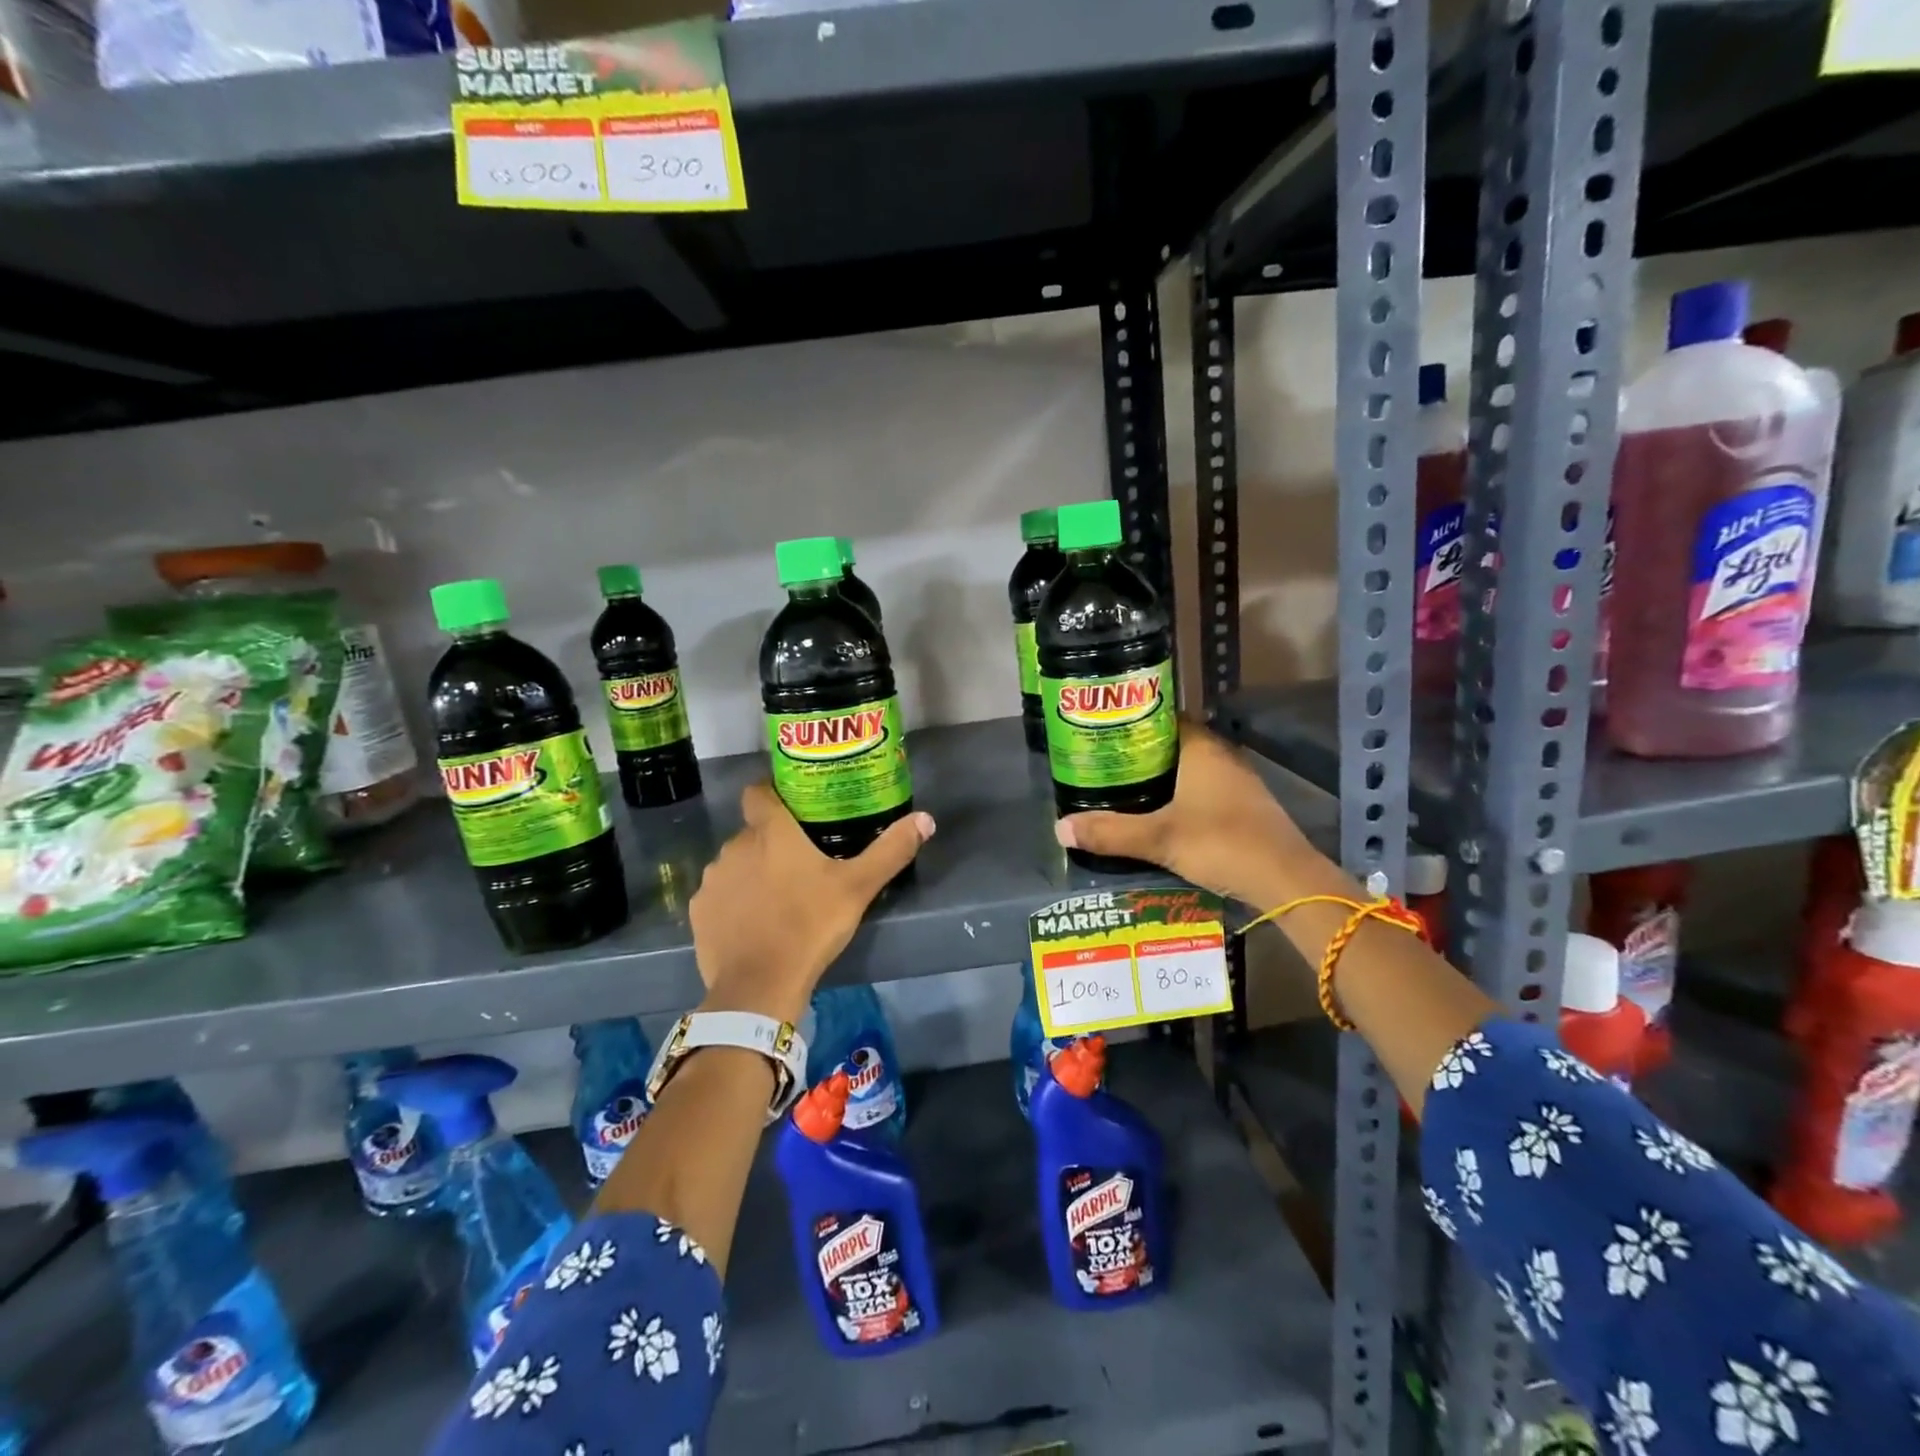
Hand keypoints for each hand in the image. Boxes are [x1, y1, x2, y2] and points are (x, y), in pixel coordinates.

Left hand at [690, 785, 934, 1024]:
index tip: (792, 808)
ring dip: (752, 873)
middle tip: (800, 866)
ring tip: (777, 899)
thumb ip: (891, 850)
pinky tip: (754, 924)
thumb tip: (925, 818)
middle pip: (753, 833)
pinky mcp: (699, 912)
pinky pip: (719, 896)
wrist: (760, 985)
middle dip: (772, 844)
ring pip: (735, 865)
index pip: (758, 792)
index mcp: (771, 832)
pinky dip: (734, 903)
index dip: (771, 794)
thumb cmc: (810, 925)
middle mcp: (734, 846)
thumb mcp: (858, 887)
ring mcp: (713, 880)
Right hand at [1055, 721, 1314, 906]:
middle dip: (1140, 753)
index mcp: (1202, 748)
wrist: (1287, 880)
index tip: (1103, 733)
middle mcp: (1222, 756)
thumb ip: (1110, 832)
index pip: (1164, 717)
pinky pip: (1202, 790)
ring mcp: (1237, 782)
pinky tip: (1158, 815)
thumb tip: (1060, 827)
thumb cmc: (1222, 844)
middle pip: (1173, 744)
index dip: (1134, 722)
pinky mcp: (1244, 807)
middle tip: (1103, 764)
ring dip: (1161, 777)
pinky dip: (1179, 796)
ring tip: (1122, 789)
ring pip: (1189, 769)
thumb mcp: (1159, 839)